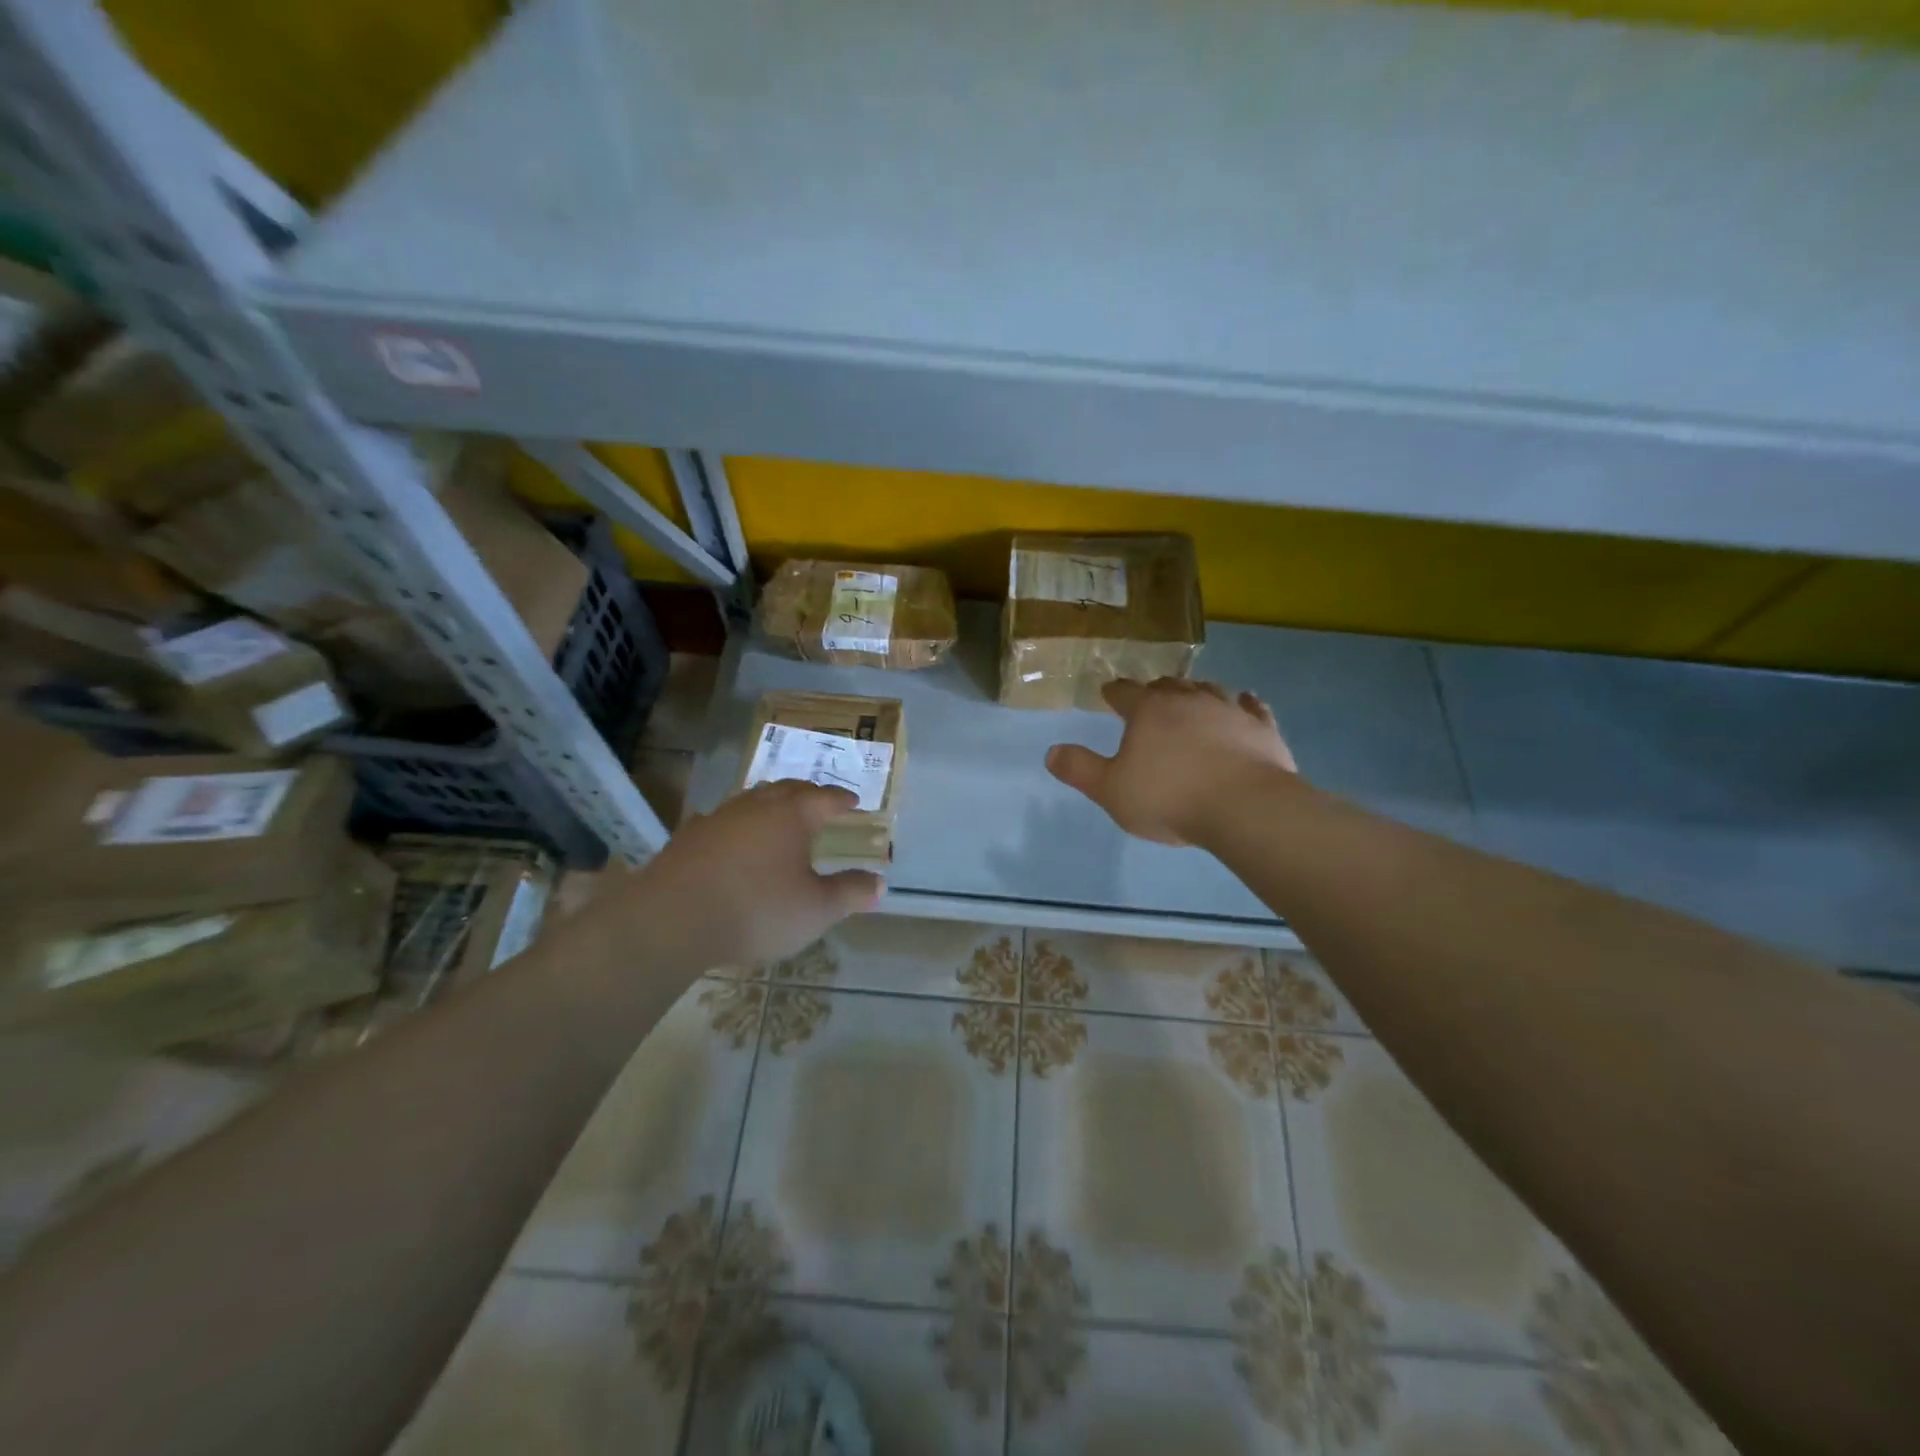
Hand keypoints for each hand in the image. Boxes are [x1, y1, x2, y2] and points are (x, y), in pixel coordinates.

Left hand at [613, 781, 882, 970]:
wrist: (673, 920)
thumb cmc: (758, 910)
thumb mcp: (816, 909)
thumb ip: (850, 893)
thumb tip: (879, 882)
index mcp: (792, 815)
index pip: (825, 798)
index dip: (842, 799)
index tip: (854, 802)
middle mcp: (755, 806)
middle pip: (787, 789)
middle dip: (807, 793)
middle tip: (819, 802)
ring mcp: (718, 818)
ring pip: (750, 800)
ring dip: (769, 804)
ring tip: (777, 815)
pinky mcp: (688, 838)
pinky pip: (720, 821)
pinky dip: (736, 826)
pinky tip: (731, 839)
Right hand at [1046, 678, 1297, 845]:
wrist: (1245, 807)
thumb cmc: (1169, 797)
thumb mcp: (1111, 791)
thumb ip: (1080, 770)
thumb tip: (1051, 752)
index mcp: (1148, 711)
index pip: (1124, 692)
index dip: (1114, 693)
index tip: (1108, 694)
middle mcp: (1188, 700)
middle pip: (1168, 686)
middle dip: (1156, 690)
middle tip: (1150, 697)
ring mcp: (1229, 710)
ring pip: (1209, 690)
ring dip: (1197, 692)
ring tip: (1193, 697)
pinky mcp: (1262, 728)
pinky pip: (1252, 707)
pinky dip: (1246, 703)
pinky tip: (1247, 701)